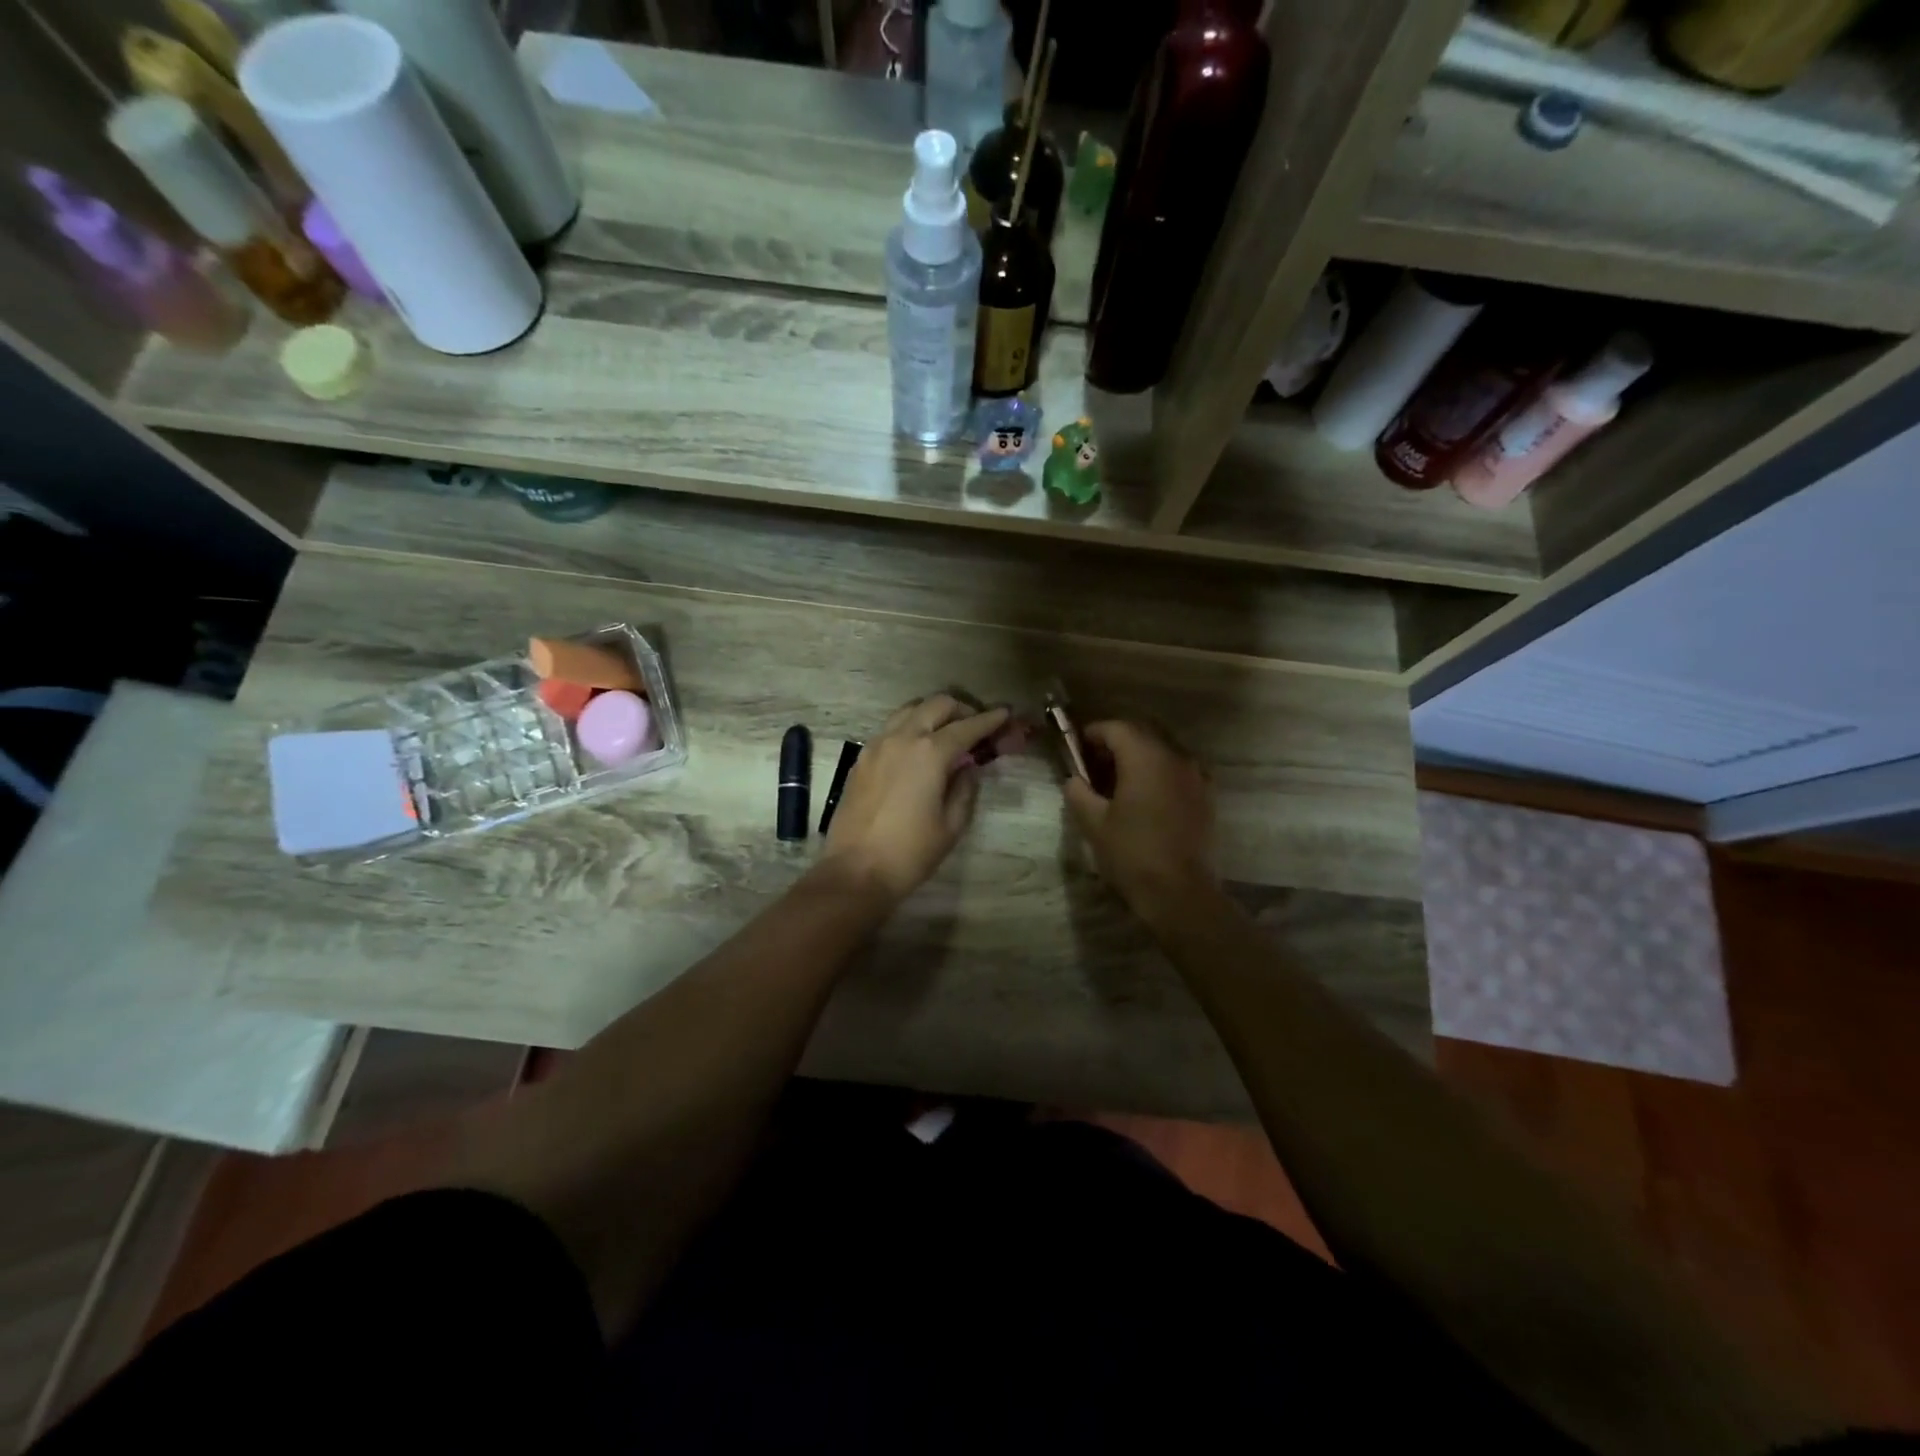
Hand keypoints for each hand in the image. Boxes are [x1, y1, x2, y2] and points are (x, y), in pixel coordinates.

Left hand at [822, 694, 1011, 903]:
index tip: (1004, 713)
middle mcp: (902, 738)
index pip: (967, 726)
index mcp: (930, 752)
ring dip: (932, 713)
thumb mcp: (952, 825)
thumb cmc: (911, 852)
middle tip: (976, 726)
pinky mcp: (861, 758)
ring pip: (909, 709)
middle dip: (961, 710)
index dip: (989, 719)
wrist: (856, 870)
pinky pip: (890, 728)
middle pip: (937, 705)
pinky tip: (917, 749)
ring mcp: (877, 744)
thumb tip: (967, 767)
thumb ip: (965, 788)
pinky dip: (910, 726)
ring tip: (946, 732)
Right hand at [1063, 721, 1215, 917]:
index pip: (1117, 728)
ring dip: (1140, 757)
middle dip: (1117, 743)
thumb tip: (1074, 779)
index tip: (1078, 746)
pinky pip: (1178, 770)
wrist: (1180, 892)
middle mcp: (1175, 757)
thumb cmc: (1132, 853)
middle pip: (1142, 734)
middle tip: (1095, 763)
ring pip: (1163, 751)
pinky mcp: (1206, 796)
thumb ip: (1078, 793)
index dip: (1094, 733)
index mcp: (1145, 758)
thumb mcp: (1094, 823)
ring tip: (1119, 781)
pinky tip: (1146, 797)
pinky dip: (1159, 773)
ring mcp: (1196, 776)